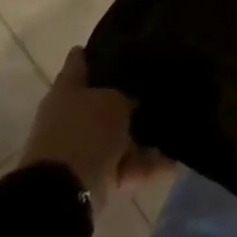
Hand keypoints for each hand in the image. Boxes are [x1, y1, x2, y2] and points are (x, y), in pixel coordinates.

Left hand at [20, 49, 168, 210]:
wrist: (63, 192)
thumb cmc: (85, 132)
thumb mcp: (114, 102)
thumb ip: (125, 97)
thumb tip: (132, 101)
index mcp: (67, 90)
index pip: (78, 62)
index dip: (94, 52)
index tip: (118, 44)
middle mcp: (69, 116)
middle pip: (99, 102)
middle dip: (124, 99)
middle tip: (155, 88)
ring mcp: (79, 148)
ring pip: (115, 137)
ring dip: (138, 137)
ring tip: (172, 129)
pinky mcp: (91, 178)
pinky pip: (123, 166)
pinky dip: (144, 165)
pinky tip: (173, 162)